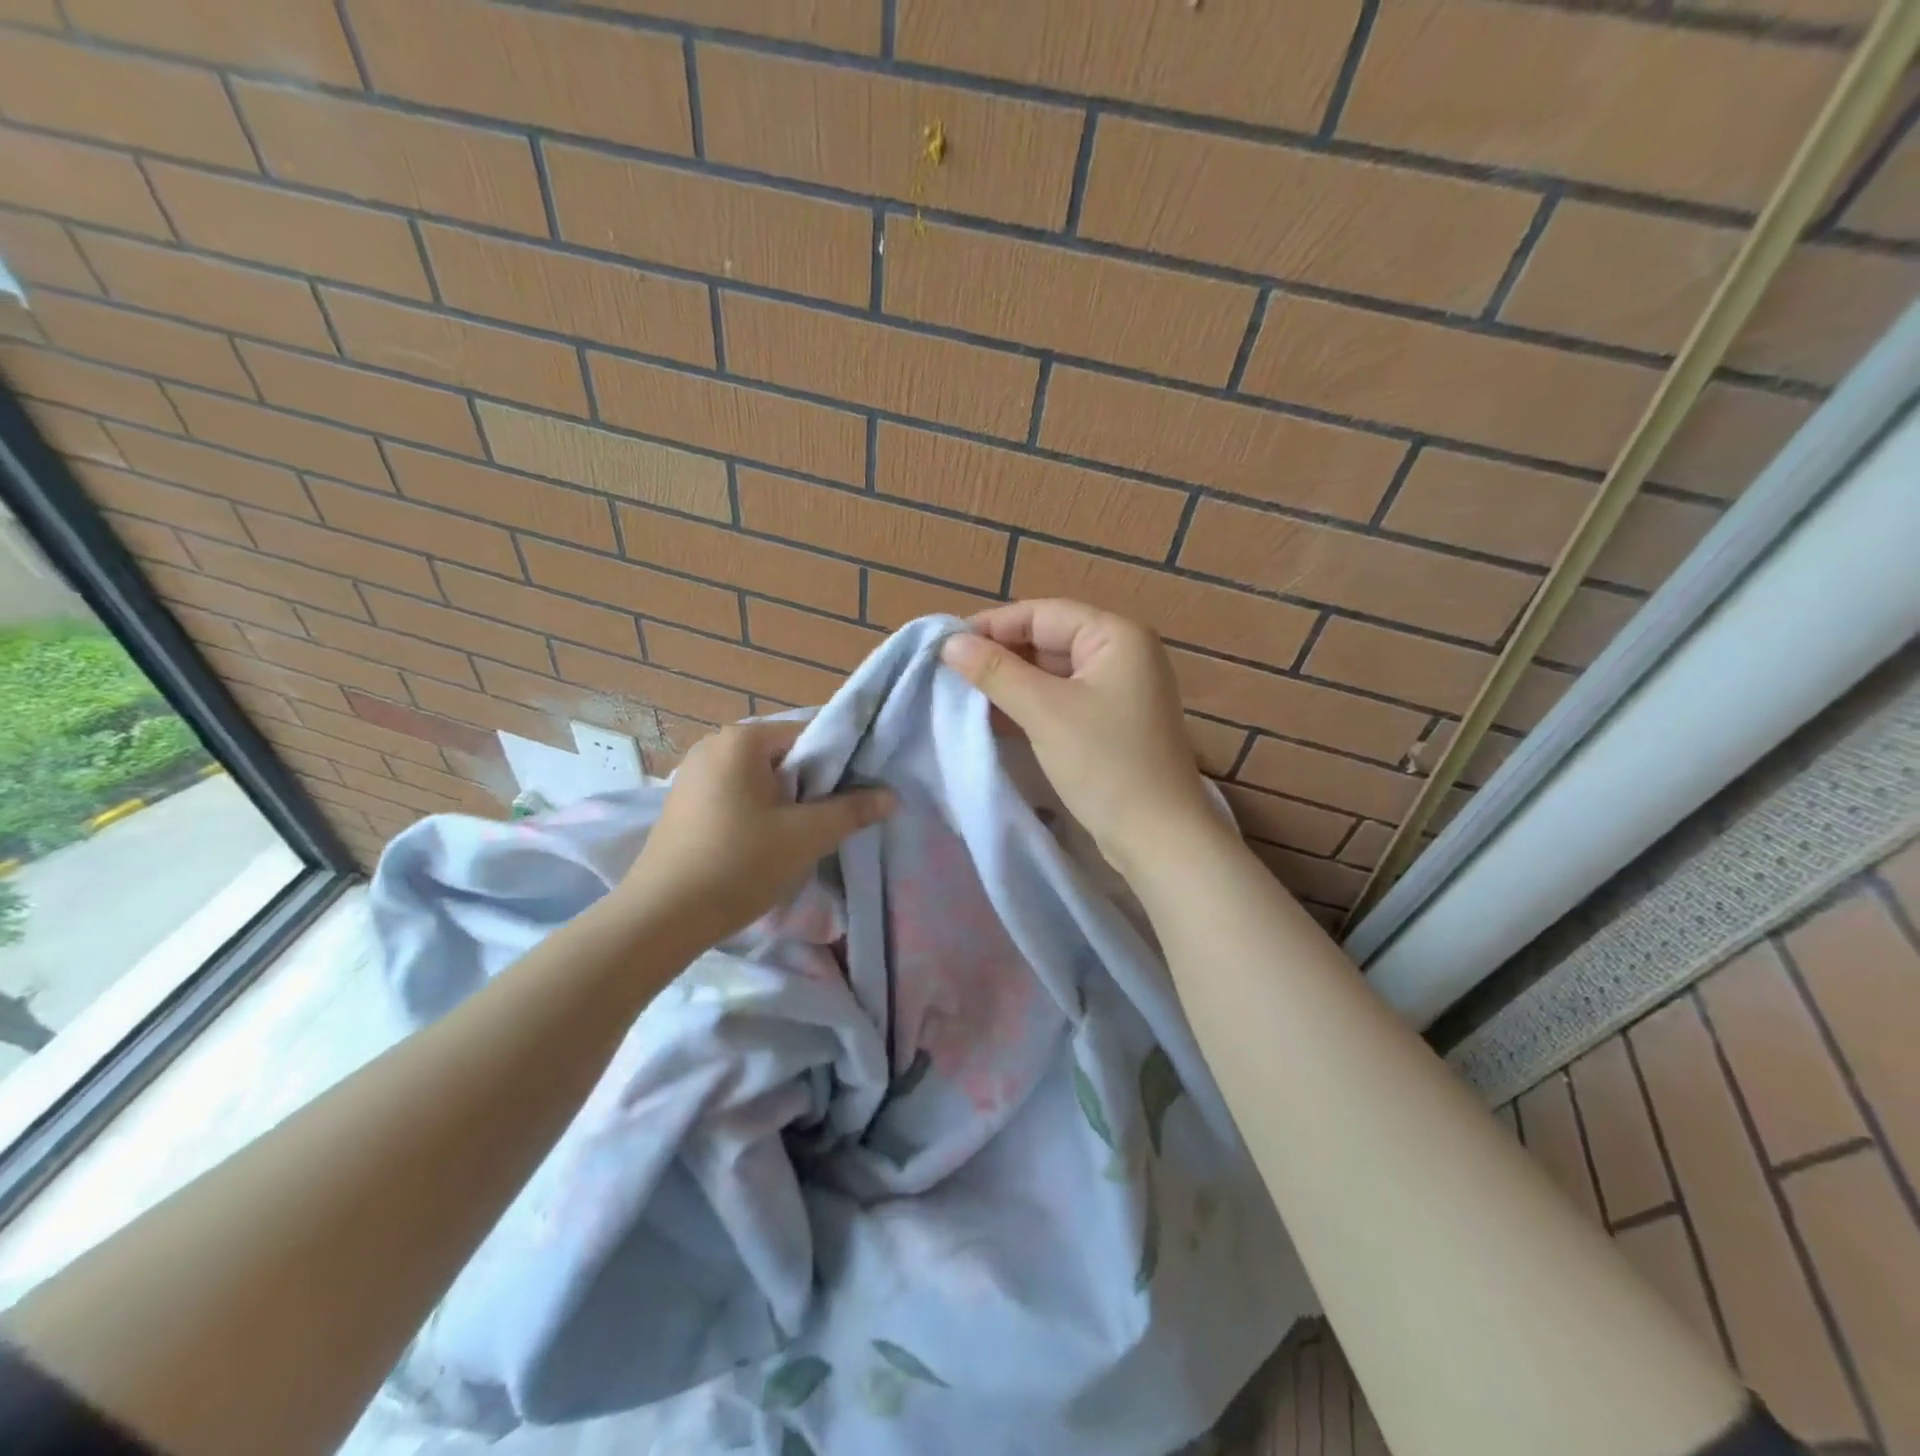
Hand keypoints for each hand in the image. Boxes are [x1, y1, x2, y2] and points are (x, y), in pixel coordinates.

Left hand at [617, 720, 894, 946]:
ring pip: (759, 778)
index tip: (857, 793)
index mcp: (741, 740)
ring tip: (801, 836)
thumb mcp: (806, 836)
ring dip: (785, 801)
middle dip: (811, 784)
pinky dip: (757, 812)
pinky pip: (735, 795)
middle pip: (783, 755)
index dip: (840, 761)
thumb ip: (852, 810)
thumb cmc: (739, 864)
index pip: (808, 734)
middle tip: (831, 819)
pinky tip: (763, 845)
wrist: (662, 917)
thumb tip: (891, 796)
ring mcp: (692, 774)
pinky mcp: (683, 804)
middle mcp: (713, 745)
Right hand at [940, 600, 1219, 877]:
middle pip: (1048, 639)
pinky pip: (1061, 700)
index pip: (1042, 613)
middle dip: (999, 655)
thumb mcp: (1044, 712)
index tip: (945, 645)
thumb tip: (948, 643)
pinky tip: (992, 716)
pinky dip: (1029, 705)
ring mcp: (1118, 690)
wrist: (1158, 837)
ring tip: (962, 694)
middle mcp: (1122, 653)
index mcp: (1116, 635)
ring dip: (1010, 682)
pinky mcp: (1110, 722)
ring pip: (1052, 672)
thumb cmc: (1104, 763)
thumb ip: (995, 672)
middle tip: (948, 672)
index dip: (992, 626)